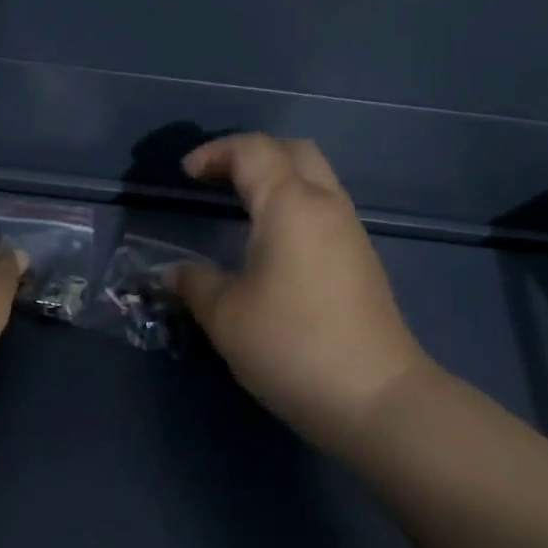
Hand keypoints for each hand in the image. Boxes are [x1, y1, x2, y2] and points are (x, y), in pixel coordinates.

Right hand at [171, 134, 429, 454]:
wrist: (375, 397)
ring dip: (277, 179)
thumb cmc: (292, 345)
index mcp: (290, 204)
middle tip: (217, 178)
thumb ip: (194, 284)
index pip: (253, 151)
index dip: (215, 152)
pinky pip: (324, 209)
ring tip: (240, 206)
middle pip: (294, 151)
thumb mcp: (226, 316)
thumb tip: (171, 272)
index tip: (186, 174)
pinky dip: (294, 205)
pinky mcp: (362, 260)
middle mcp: (326, 205)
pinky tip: (273, 242)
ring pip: (316, 178)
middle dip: (251, 154)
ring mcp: (351, 232)